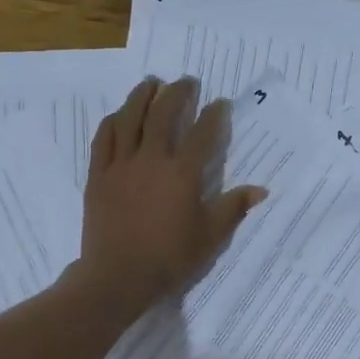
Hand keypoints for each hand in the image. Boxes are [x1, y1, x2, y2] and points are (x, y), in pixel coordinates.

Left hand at [74, 77, 266, 310]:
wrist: (118, 276)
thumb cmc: (169, 258)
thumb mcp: (210, 236)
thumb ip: (233, 208)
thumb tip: (260, 190)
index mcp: (182, 173)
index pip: (202, 134)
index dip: (213, 115)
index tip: (220, 103)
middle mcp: (151, 159)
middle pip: (163, 114)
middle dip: (177, 93)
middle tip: (186, 82)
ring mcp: (121, 165)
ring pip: (130, 118)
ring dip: (142, 96)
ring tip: (151, 83)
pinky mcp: (99, 175)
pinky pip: (104, 138)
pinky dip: (113, 121)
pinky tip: (119, 114)